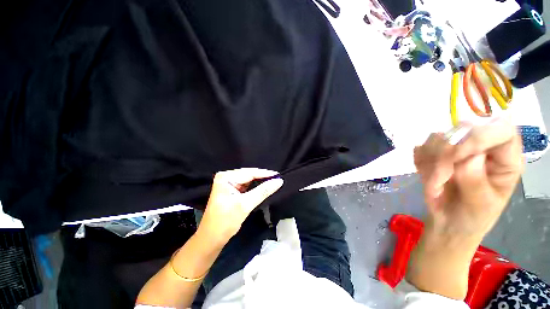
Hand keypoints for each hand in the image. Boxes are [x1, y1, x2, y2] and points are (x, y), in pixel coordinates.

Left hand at [197, 168, 283, 244]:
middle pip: (249, 175)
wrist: (212, 238)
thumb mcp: (245, 205)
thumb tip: (279, 181)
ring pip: (249, 180)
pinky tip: (264, 186)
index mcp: (226, 177)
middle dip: (263, 178)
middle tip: (278, 179)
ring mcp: (229, 183)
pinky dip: (255, 187)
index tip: (279, 175)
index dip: (265, 174)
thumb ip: (263, 191)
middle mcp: (227, 177)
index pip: (249, 173)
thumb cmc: (226, 221)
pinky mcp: (232, 190)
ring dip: (260, 182)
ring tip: (273, 181)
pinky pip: (247, 186)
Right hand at [414, 117, 522, 237]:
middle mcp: (483, 148)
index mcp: (505, 159)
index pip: (501, 129)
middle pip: (464, 129)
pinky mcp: (435, 152)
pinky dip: (420, 163)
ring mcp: (457, 148)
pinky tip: (428, 177)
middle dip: (446, 153)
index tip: (457, 155)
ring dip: (430, 161)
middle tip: (440, 175)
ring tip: (435, 183)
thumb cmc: (472, 217)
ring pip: (438, 138)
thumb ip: (476, 182)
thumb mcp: (480, 206)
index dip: (480, 136)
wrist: (448, 222)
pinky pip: (421, 148)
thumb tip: (470, 156)